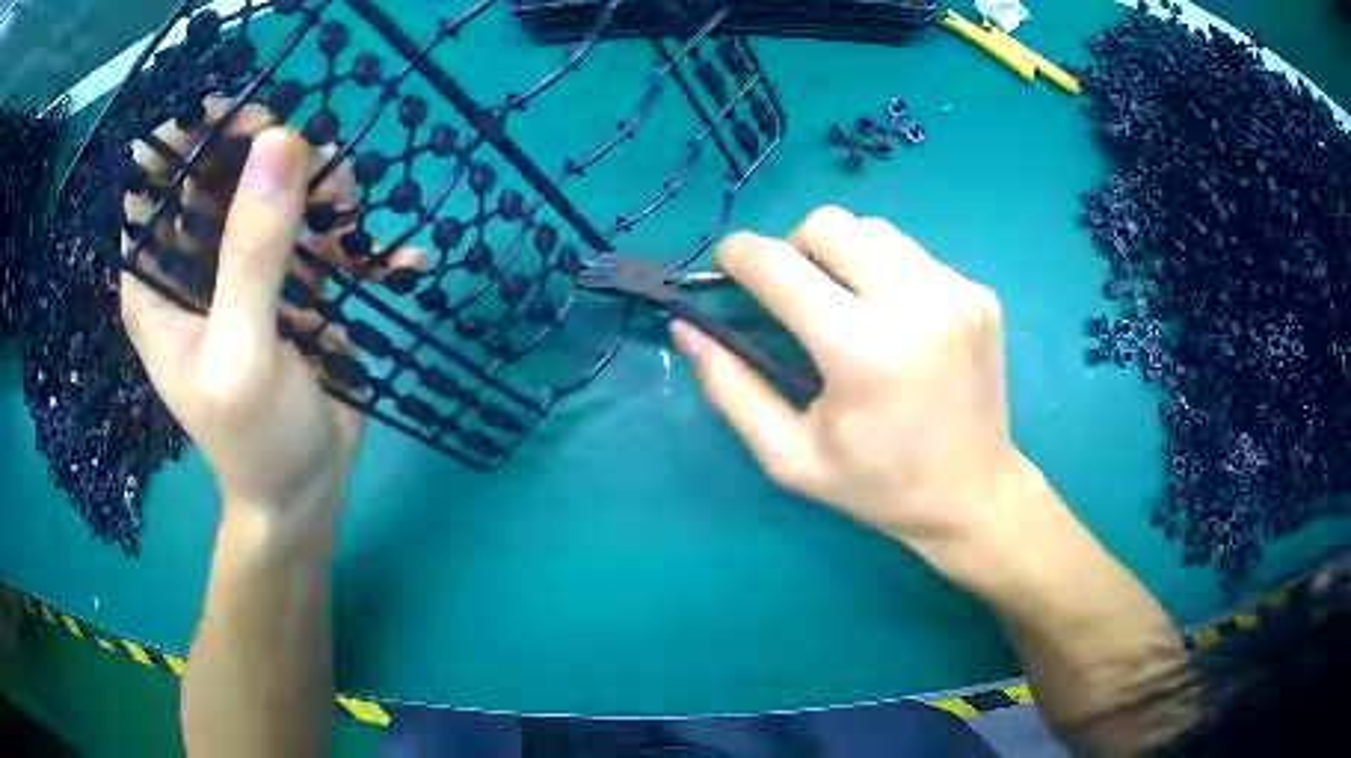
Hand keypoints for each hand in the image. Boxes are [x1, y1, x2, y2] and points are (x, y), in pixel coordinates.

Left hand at [120, 103, 417, 541]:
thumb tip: (281, 139)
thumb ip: (253, 251)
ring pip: (272, 186)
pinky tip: (388, 262)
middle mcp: (193, 262)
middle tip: (309, 154)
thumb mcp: (244, 352)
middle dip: (263, 150)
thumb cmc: (255, 440)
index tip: (243, 121)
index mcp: (157, 280)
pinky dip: (353, 233)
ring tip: (350, 216)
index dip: (190, 136)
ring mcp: (243, 265)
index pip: (155, 180)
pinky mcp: (290, 277)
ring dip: (316, 185)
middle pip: (218, 168)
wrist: (306, 492)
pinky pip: (317, 227)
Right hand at [674, 206, 1034, 561]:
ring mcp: (954, 291)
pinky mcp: (978, 293)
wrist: (974, 494)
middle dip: (792, 247)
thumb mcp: (790, 456)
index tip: (728, 268)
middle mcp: (913, 303)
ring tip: (845, 304)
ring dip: (841, 254)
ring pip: (872, 229)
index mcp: (860, 350)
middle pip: (827, 224)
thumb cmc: (878, 486)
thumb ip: (730, 388)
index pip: (778, 265)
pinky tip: (894, 320)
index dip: (738, 256)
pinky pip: (912, 254)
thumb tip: (688, 327)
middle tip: (792, 293)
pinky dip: (885, 271)